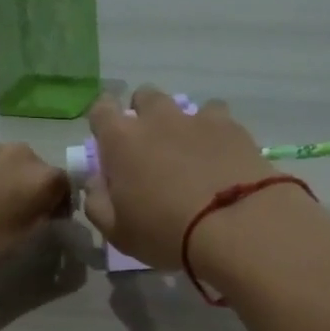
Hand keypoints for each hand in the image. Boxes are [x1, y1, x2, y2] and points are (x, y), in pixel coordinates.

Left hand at [0, 142, 68, 291]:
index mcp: (39, 178)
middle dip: (27, 189)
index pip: (64, 186)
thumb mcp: (18, 245)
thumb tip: (43, 215)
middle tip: (13, 217)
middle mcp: (14, 153)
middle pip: (31, 168)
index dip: (58, 206)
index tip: (47, 224)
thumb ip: (37, 222)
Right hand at [82, 88, 275, 269]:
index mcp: (121, 140)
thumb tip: (95, 182)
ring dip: (180, 124)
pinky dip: (214, 132)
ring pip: (183, 106)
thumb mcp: (118, 232)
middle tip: (151, 149)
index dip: (103, 122)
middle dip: (143, 115)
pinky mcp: (231, 126)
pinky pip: (217, 117)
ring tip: (190, 154)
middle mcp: (157, 118)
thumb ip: (97, 203)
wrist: (235, 225)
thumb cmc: (165, 233)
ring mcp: (196, 118)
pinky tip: (221, 156)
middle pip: (144, 97)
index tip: (110, 144)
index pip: (101, 109)